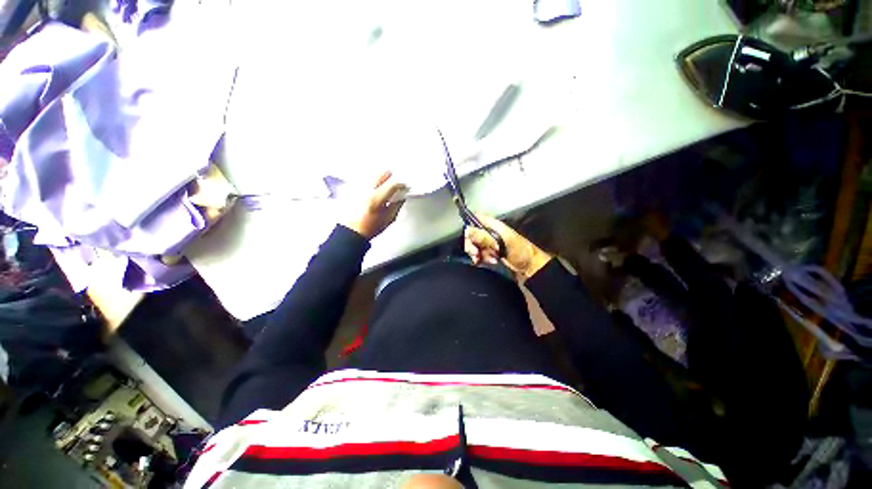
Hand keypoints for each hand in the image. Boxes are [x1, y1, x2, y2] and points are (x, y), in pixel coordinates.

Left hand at [344, 171, 406, 239]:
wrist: (351, 231)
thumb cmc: (368, 228)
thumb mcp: (388, 219)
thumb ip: (397, 206)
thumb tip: (401, 197)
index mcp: (376, 198)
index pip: (393, 183)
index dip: (401, 184)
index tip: (403, 186)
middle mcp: (365, 190)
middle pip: (382, 172)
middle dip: (390, 177)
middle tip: (393, 185)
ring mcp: (357, 187)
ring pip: (372, 173)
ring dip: (379, 179)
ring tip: (381, 188)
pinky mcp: (350, 188)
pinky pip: (363, 178)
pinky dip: (370, 182)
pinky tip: (371, 190)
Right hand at [464, 214, 552, 279]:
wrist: (530, 266)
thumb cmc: (520, 251)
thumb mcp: (501, 243)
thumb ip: (484, 237)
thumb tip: (468, 230)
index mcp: (493, 225)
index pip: (475, 219)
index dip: (469, 225)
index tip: (468, 237)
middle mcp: (490, 232)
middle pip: (472, 234)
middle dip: (471, 244)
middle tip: (476, 253)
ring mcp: (490, 242)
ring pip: (474, 245)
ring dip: (477, 254)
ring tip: (485, 259)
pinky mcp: (490, 252)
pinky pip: (480, 254)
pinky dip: (481, 259)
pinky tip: (490, 261)